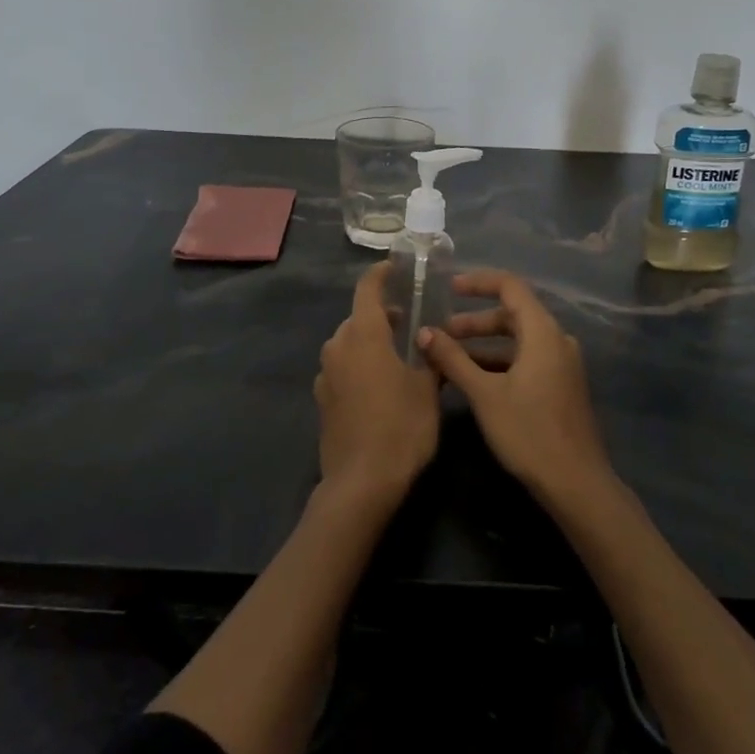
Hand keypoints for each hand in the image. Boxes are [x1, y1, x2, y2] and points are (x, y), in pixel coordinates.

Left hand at [314, 263, 440, 510]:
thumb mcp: (428, 389)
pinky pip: (341, 368)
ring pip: (348, 343)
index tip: (396, 270)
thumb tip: (432, 339)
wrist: (361, 482)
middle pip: (358, 318)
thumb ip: (430, 357)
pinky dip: (358, 365)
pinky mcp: (321, 399)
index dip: (381, 275)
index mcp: (364, 335)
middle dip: (382, 315)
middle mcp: (338, 346)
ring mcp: (325, 374)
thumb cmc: (401, 427)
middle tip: (410, 324)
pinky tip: (378, 386)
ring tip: (397, 356)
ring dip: (369, 342)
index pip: (368, 289)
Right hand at [418, 269, 615, 507]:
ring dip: (485, 343)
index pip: (510, 287)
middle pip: (513, 314)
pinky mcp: (561, 385)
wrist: (575, 483)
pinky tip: (475, 379)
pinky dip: (500, 360)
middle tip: (442, 332)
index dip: (478, 282)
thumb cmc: (528, 432)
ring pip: (519, 339)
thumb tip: (424, 333)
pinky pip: (527, 358)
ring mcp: (562, 363)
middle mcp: (556, 340)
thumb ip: (453, 359)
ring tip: (451, 356)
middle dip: (475, 320)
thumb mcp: (484, 393)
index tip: (449, 287)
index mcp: (542, 332)